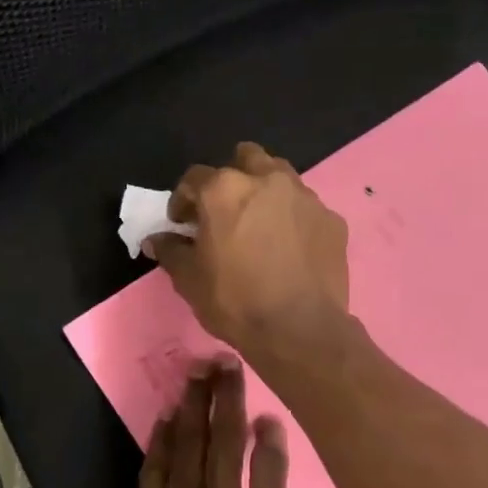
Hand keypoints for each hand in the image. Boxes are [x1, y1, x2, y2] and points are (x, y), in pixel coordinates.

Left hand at [104, 361, 347, 487]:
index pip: (271, 471)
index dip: (271, 436)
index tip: (270, 410)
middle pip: (225, 445)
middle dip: (227, 399)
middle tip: (225, 361)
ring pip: (187, 450)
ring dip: (193, 408)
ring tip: (196, 372)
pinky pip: (154, 475)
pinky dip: (160, 443)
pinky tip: (165, 419)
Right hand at [146, 143, 349, 361]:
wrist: (300, 329)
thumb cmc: (235, 301)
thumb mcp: (189, 280)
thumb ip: (171, 251)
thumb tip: (156, 239)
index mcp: (224, 190)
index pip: (194, 178)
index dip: (182, 200)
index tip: (182, 224)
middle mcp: (266, 180)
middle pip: (245, 158)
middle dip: (231, 177)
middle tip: (224, 211)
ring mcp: (304, 197)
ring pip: (280, 175)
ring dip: (264, 190)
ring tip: (259, 222)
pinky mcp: (332, 219)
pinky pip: (305, 208)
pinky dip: (292, 218)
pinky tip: (289, 247)